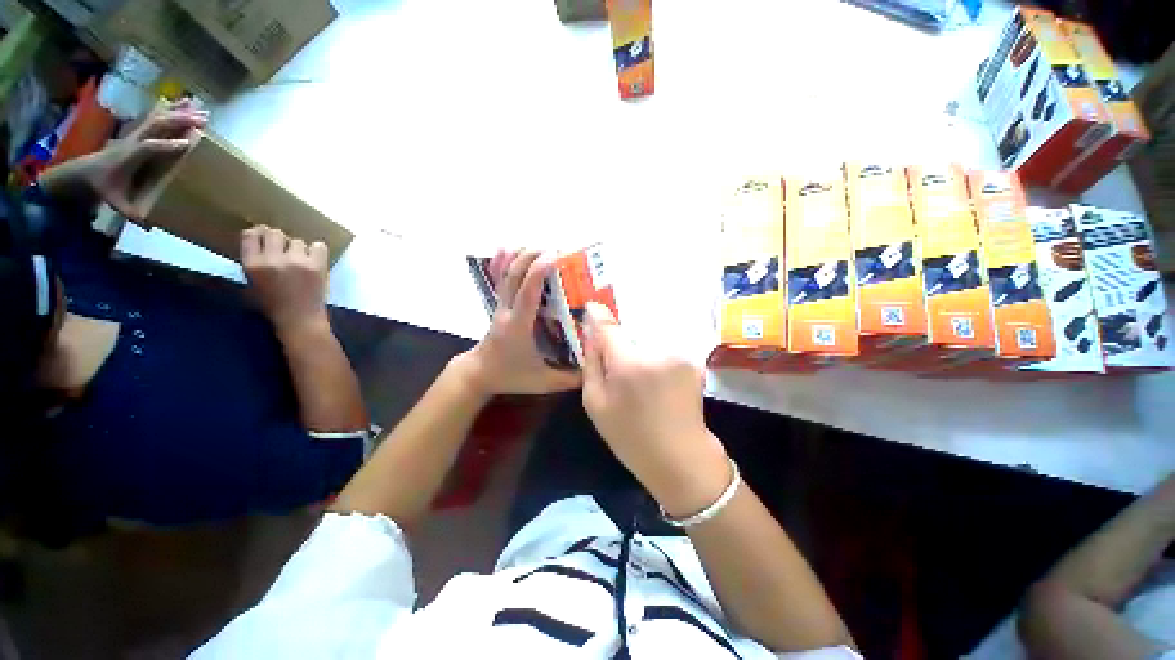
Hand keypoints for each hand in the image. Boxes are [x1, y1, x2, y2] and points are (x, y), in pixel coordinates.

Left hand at [82, 99, 207, 221]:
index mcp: (129, 157)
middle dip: (179, 121)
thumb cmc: (105, 187)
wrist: (85, 171)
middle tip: (203, 121)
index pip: (150, 148)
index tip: (189, 144)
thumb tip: (150, 226)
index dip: (167, 145)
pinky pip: (157, 116)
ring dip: (181, 113)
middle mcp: (134, 141)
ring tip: (202, 111)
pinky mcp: (139, 131)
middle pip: (157, 125)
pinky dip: (172, 108)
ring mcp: (136, 134)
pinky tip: (186, 103)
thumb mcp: (115, 203)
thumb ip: (131, 214)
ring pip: (159, 118)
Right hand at [241, 226, 330, 339]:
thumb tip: (260, 239)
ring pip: (297, 241)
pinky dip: (317, 251)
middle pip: (275, 233)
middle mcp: (273, 260)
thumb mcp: (252, 283)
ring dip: (299, 249)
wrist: (299, 320)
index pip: (250, 235)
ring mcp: (296, 261)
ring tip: (300, 261)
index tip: (264, 237)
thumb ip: (254, 261)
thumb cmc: (273, 305)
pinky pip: (318, 246)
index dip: (259, 233)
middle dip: (279, 240)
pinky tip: (314, 260)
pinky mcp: (316, 266)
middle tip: (284, 251)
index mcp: (252, 265)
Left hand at [455, 249, 581, 396]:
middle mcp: (507, 310)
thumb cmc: (511, 376)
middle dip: (532, 256)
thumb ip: (569, 379)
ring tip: (540, 246)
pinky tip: (511, 248)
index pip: (526, 293)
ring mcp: (500, 305)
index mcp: (518, 326)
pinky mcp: (499, 304)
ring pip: (505, 273)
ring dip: (520, 255)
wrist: (479, 374)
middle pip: (514, 275)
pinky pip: (500, 278)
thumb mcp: (543, 382)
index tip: (554, 256)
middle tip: (556, 249)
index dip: (538, 272)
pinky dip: (504, 261)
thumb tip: (594, 369)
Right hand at [581, 302, 730, 517]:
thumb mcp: (596, 404)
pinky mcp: (693, 361)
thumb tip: (590, 334)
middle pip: (630, 331)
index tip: (592, 307)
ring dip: (641, 349)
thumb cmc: (630, 435)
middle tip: (617, 360)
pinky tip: (657, 379)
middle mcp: (656, 351)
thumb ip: (591, 364)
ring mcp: (678, 355)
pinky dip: (657, 357)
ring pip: (649, 339)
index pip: (608, 326)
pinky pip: (665, 349)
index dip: (598, 315)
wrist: (679, 457)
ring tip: (639, 375)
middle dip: (621, 339)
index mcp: (628, 364)